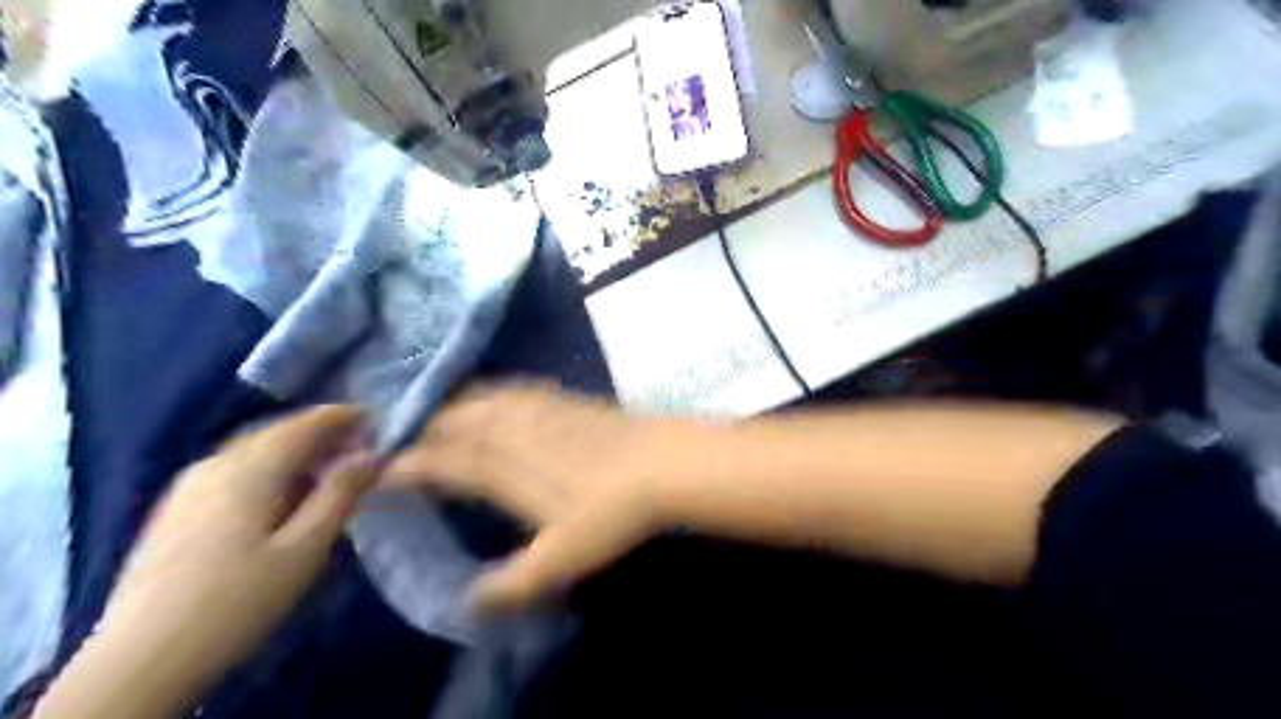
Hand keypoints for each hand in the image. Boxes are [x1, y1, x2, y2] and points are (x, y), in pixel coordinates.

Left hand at [45, 406, 375, 715]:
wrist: (139, 662)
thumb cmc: (237, 601)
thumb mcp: (306, 549)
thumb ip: (341, 495)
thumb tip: (371, 455)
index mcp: (250, 469)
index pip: (303, 424)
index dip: (342, 416)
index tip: (376, 419)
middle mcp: (215, 465)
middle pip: (276, 432)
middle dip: (321, 432)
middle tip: (359, 446)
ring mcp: (188, 486)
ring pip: (253, 449)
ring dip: (295, 449)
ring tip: (327, 469)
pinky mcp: (175, 509)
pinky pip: (234, 468)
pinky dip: (269, 466)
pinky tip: (280, 494)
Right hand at [384, 385, 697, 614]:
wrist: (660, 463)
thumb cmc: (607, 513)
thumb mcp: (559, 560)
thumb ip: (510, 583)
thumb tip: (467, 603)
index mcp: (496, 466)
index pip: (436, 462)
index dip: (403, 466)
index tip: (376, 472)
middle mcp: (506, 428)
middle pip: (449, 421)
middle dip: (418, 430)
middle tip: (397, 443)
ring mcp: (535, 407)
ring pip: (476, 398)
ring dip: (448, 407)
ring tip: (433, 418)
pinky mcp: (560, 396)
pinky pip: (509, 388)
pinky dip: (486, 393)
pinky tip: (491, 399)